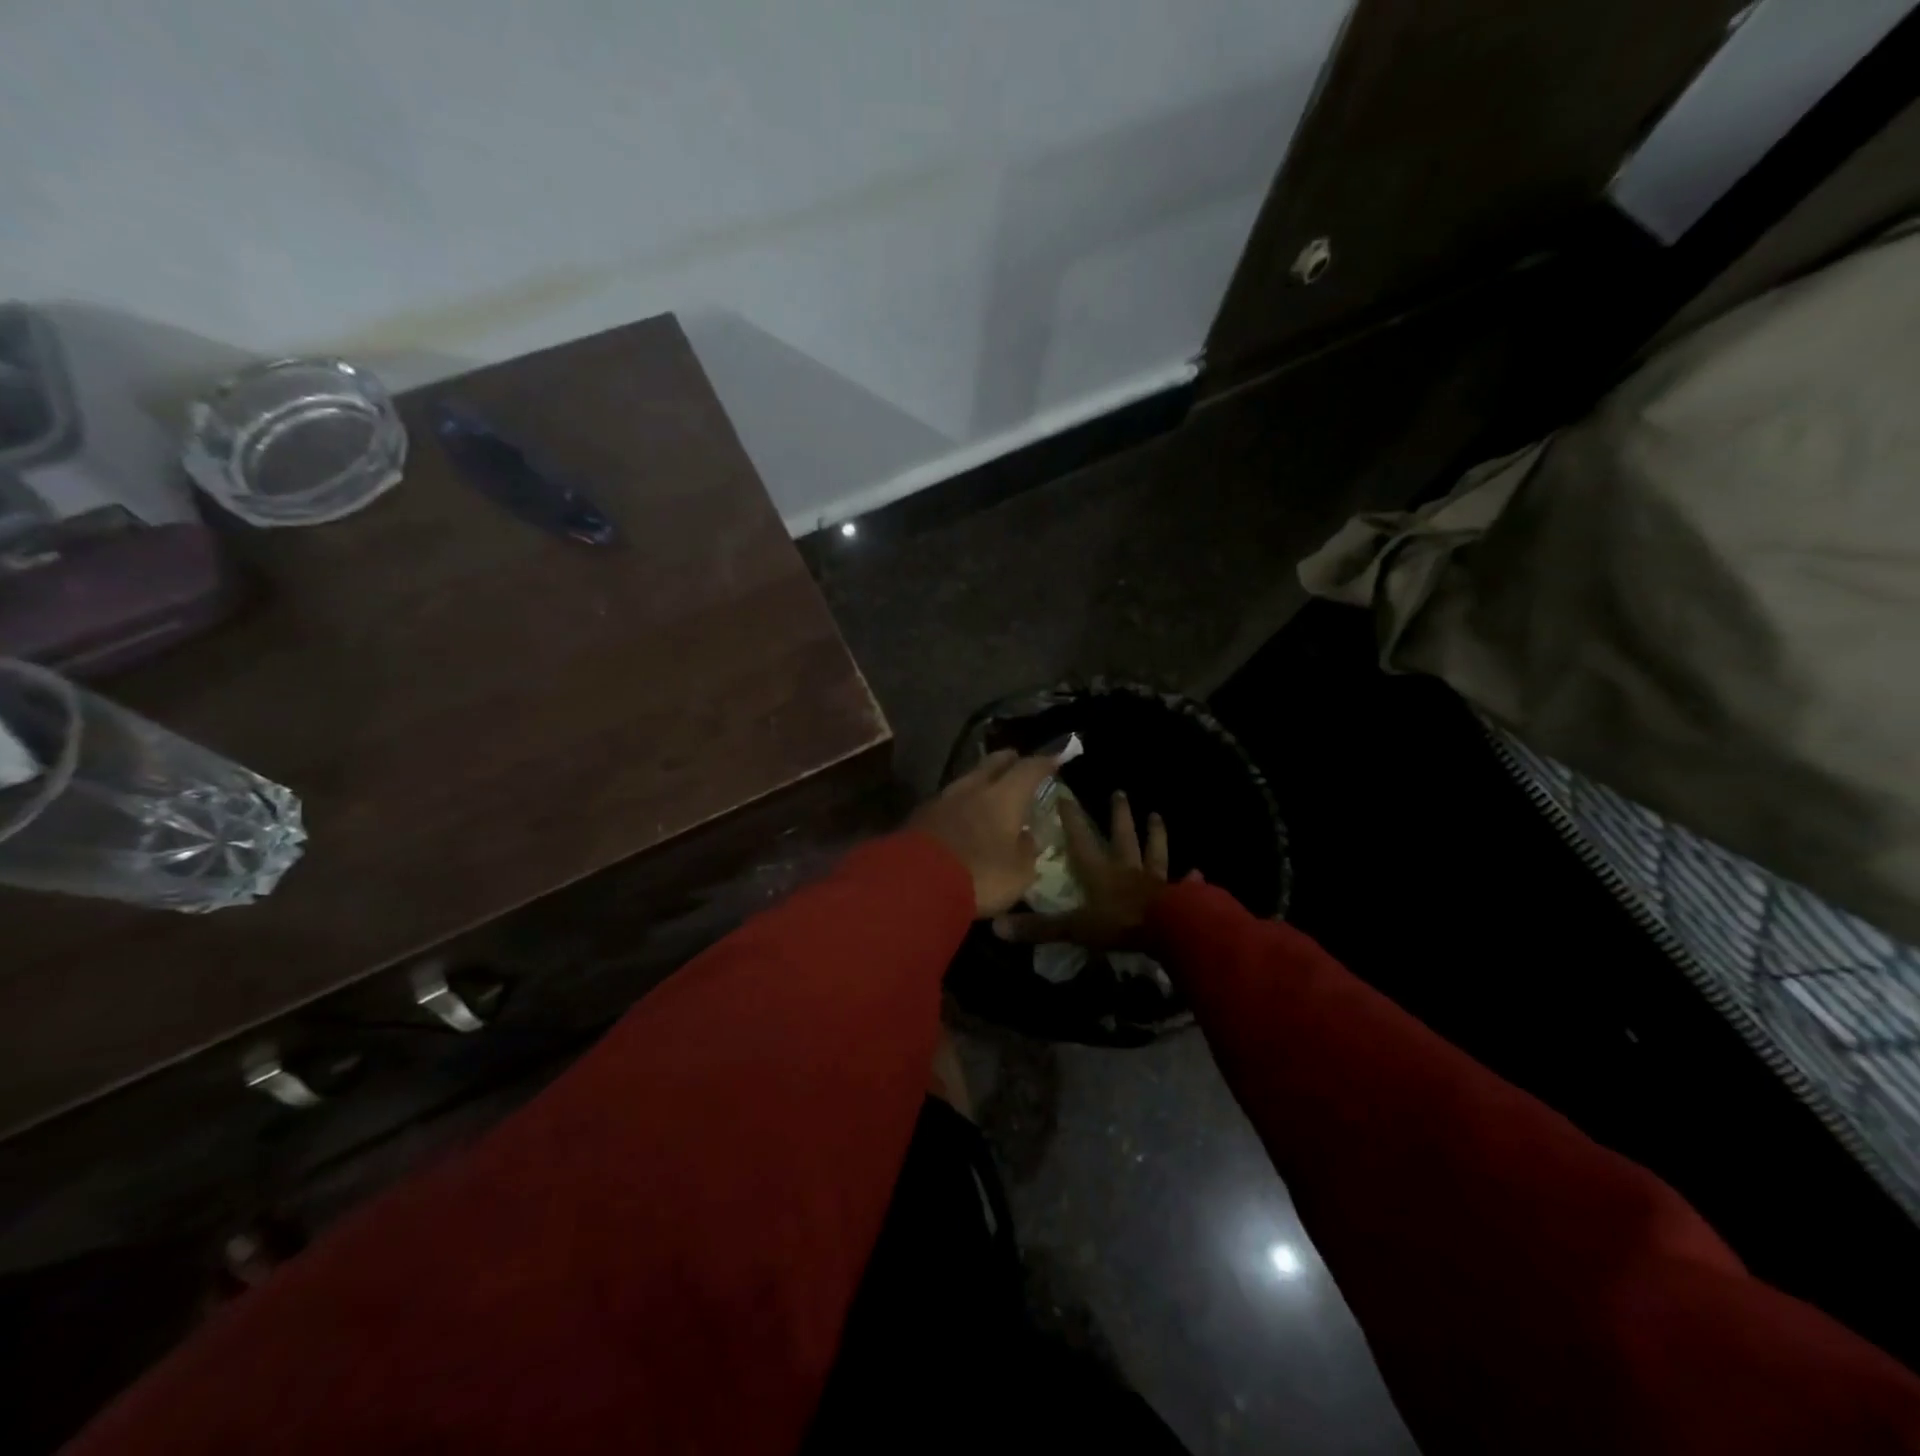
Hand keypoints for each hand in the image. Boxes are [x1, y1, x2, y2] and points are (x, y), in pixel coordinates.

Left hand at [910, 750, 1060, 916]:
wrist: (914, 883)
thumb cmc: (979, 876)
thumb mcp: (1018, 874)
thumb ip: (1026, 851)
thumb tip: (1026, 837)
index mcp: (1004, 797)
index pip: (1029, 769)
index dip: (1044, 763)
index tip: (1054, 759)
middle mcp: (973, 788)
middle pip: (992, 763)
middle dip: (1007, 760)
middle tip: (1016, 761)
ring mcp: (942, 799)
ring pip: (967, 779)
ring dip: (980, 781)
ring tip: (988, 789)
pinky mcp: (919, 815)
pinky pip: (948, 800)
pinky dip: (960, 802)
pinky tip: (961, 814)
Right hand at [993, 791, 1184, 949]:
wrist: (1171, 931)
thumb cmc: (1120, 924)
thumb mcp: (1075, 928)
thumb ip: (1040, 928)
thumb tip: (997, 927)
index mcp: (1101, 872)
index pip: (1081, 840)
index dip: (1072, 819)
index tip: (1065, 796)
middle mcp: (1128, 869)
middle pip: (1122, 836)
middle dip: (1119, 815)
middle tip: (1119, 792)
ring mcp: (1156, 881)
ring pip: (1154, 851)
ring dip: (1155, 833)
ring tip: (1157, 815)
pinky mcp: (1181, 896)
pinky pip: (1185, 883)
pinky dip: (1190, 877)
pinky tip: (1198, 870)